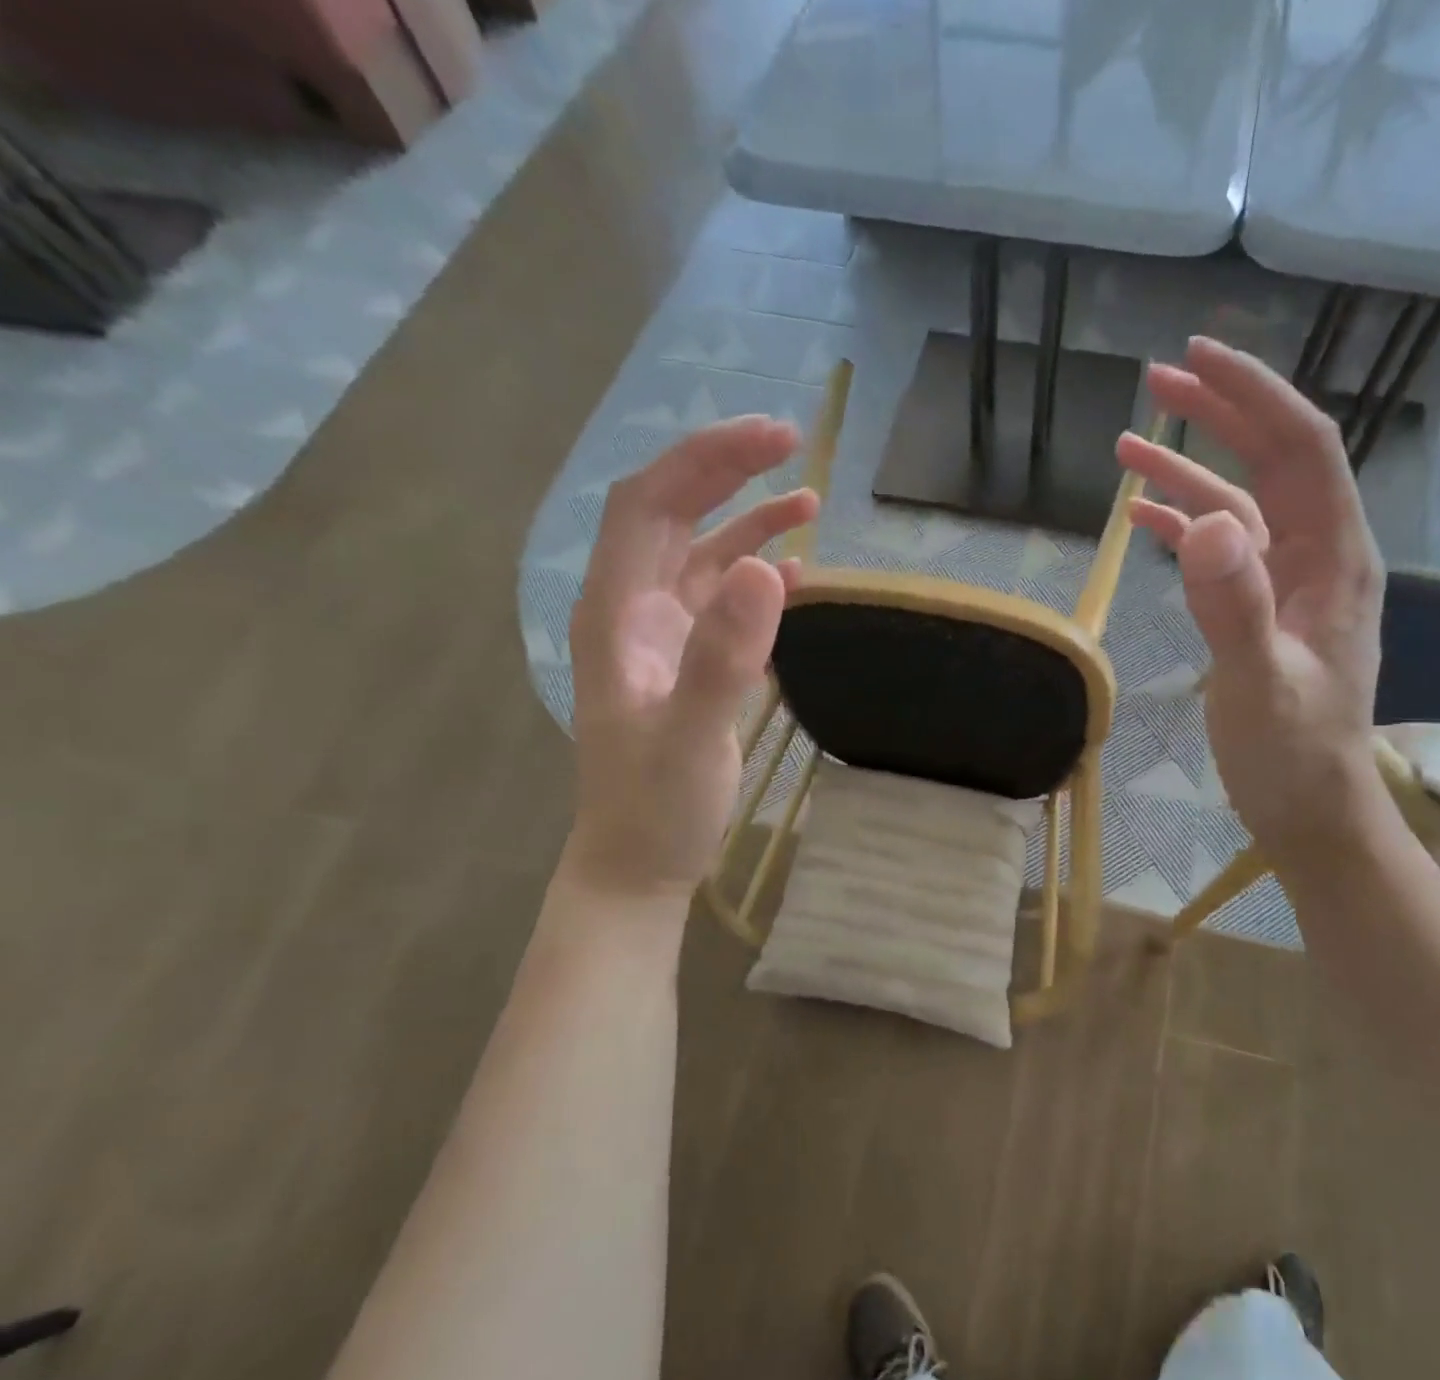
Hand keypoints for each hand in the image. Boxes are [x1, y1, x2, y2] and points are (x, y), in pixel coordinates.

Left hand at [564, 416, 816, 895]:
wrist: (638, 864)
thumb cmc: (656, 808)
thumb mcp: (693, 737)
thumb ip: (723, 656)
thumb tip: (764, 567)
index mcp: (615, 613)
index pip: (648, 504)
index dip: (705, 460)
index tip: (772, 439)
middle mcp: (631, 610)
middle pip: (670, 513)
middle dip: (727, 471)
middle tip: (793, 444)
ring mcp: (658, 636)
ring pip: (697, 553)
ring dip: (746, 519)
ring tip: (808, 500)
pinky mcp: (686, 661)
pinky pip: (718, 598)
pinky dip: (754, 574)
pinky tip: (795, 572)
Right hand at [1118, 336, 1386, 865]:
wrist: (1309, 808)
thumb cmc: (1293, 754)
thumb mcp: (1260, 685)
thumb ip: (1235, 606)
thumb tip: (1205, 522)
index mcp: (1334, 558)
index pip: (1302, 448)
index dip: (1254, 395)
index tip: (1198, 358)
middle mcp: (1317, 555)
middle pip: (1271, 461)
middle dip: (1218, 415)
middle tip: (1155, 382)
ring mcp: (1287, 582)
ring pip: (1239, 503)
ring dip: (1187, 471)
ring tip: (1127, 443)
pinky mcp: (1259, 609)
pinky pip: (1221, 550)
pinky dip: (1181, 527)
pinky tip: (1140, 518)